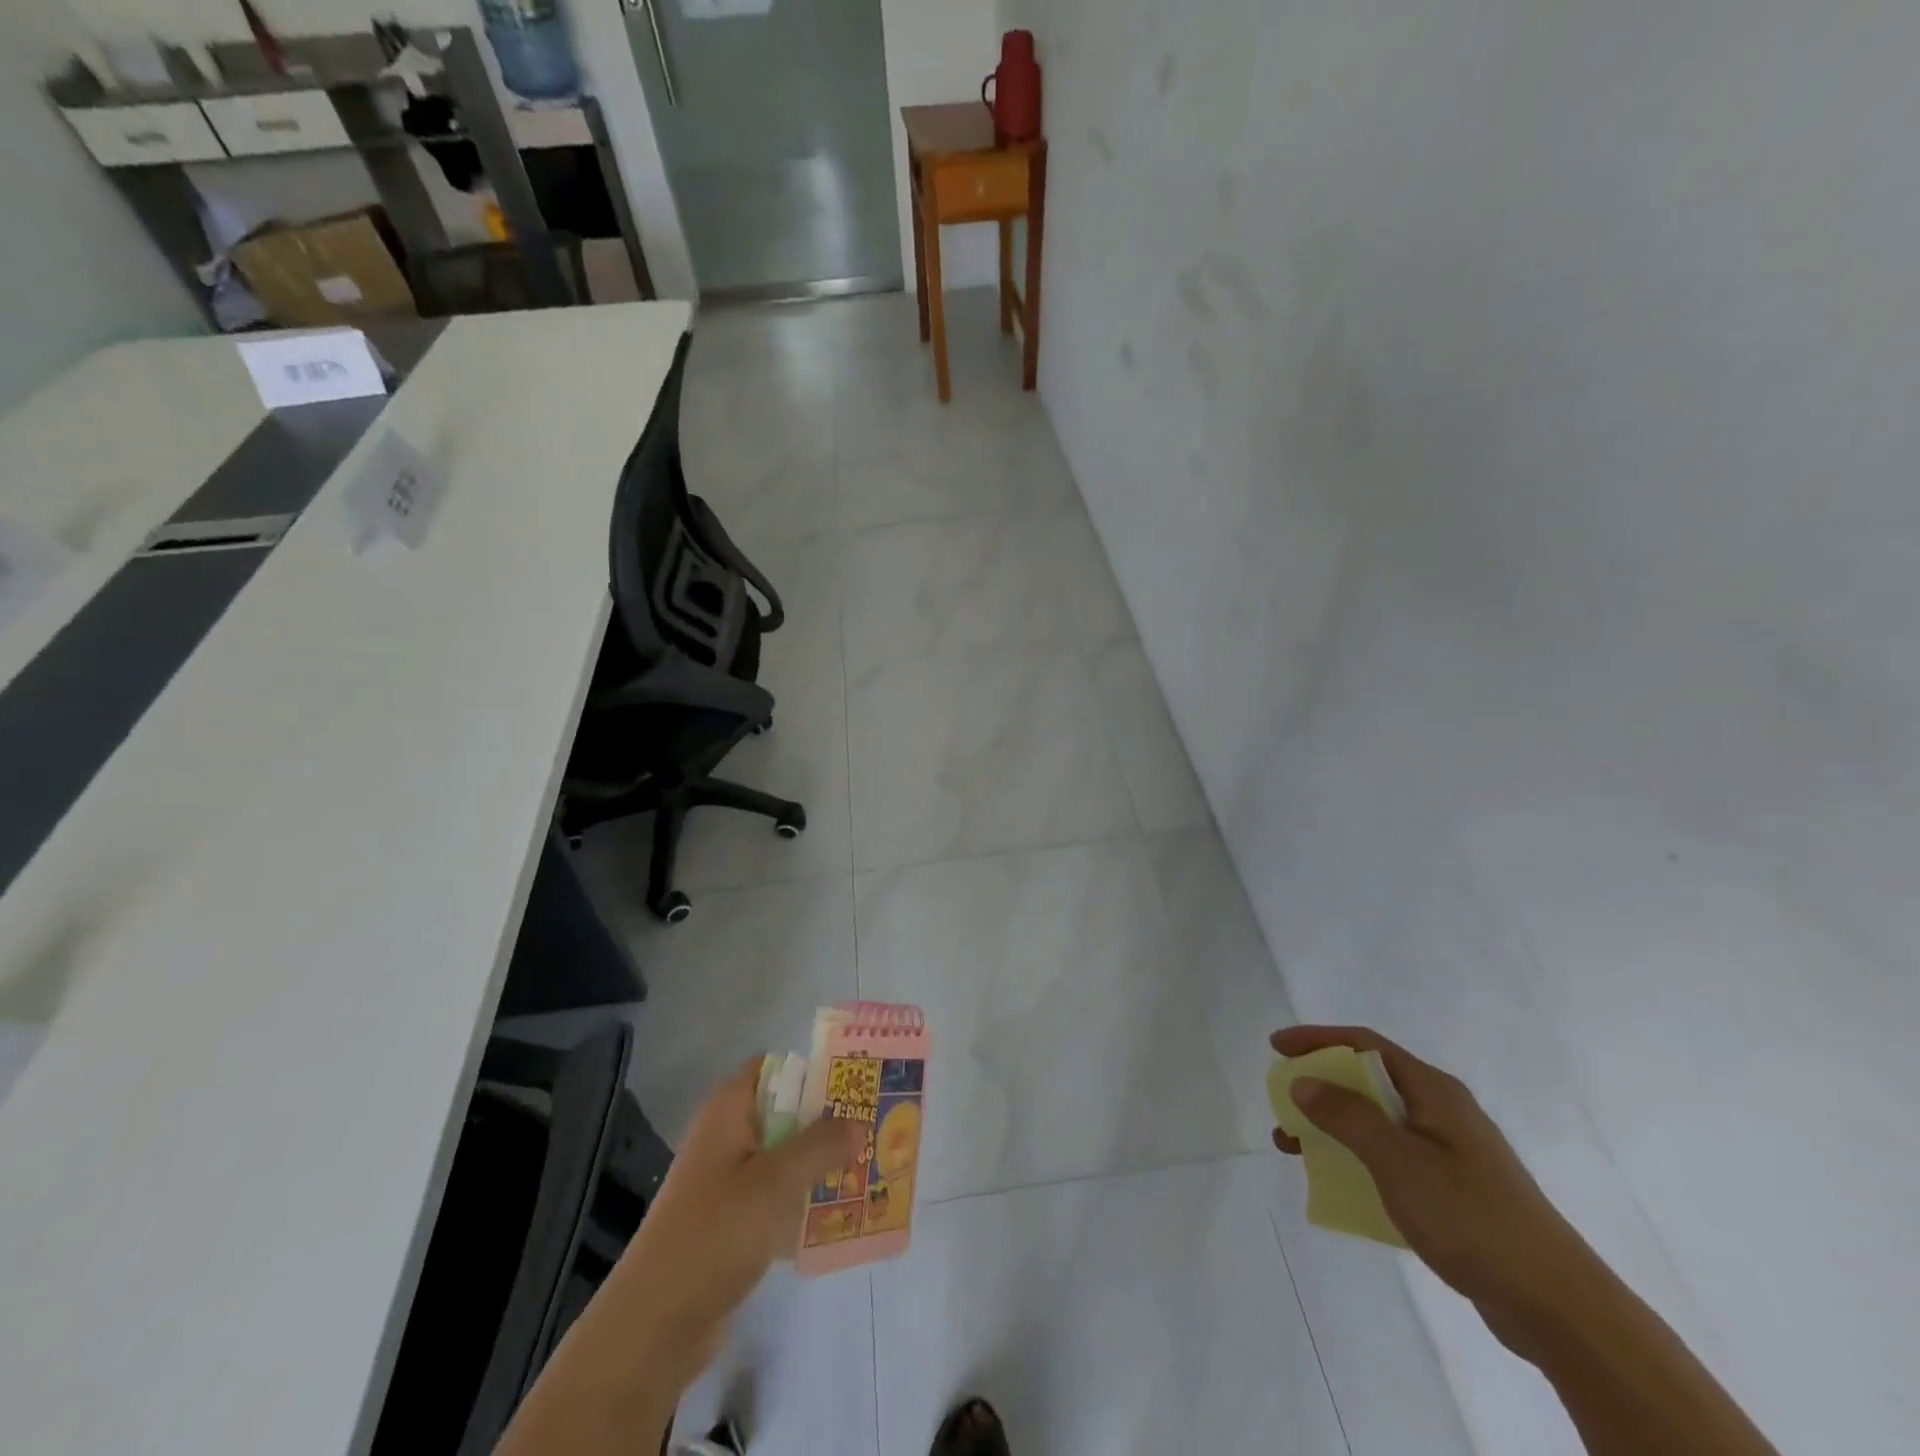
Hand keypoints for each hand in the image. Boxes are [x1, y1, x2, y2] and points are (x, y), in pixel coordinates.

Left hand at [589, 1059, 863, 1401]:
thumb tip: (859, 1121)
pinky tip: (842, 1216)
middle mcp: (727, 1136)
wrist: (654, 1327)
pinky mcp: (732, 1222)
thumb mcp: (776, 1181)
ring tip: (871, 1169)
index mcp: (729, 1110)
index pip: (776, 1067)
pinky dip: (806, 1202)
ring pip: (787, 1157)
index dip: (815, 1068)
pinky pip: (779, 1198)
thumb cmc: (715, 1233)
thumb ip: (822, 1144)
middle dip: (829, 1121)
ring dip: (823, 1164)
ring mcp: (728, 1181)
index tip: (857, 1083)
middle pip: (787, 1112)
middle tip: (875, 1128)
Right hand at [1268, 1025, 1591, 1349]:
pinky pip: (1392, 1159)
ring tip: (1296, 1148)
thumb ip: (1346, 1116)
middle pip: (1368, 1081)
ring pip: (1378, 1123)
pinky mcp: (1456, 1192)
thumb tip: (1303, 1081)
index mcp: (1434, 1091)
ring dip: (1333, 1128)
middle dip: (1320, 1087)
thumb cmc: (1470, 1216)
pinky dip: (1358, 1160)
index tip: (1276, 1048)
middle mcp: (1443, 1112)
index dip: (1317, 1039)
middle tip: (1283, 1102)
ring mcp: (1452, 1153)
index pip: (1364, 1044)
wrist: (1557, 1306)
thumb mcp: (1397, 1159)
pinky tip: (1342, 1185)